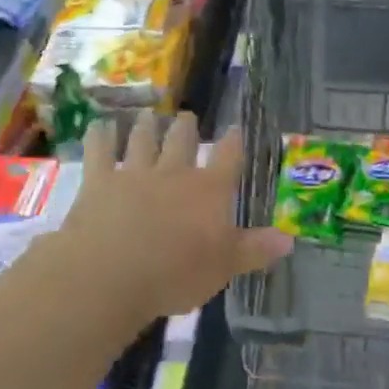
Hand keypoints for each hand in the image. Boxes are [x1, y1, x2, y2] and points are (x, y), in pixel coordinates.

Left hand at [43, 111, 291, 333]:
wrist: (111, 273)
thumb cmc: (176, 274)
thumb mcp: (224, 267)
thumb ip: (255, 250)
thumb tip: (290, 240)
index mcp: (209, 191)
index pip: (227, 158)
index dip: (233, 142)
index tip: (234, 129)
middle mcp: (174, 173)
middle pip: (183, 141)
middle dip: (186, 128)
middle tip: (186, 116)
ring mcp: (134, 173)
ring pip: (143, 141)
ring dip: (147, 127)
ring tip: (149, 115)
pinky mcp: (99, 182)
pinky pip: (99, 151)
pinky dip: (100, 136)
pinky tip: (100, 126)